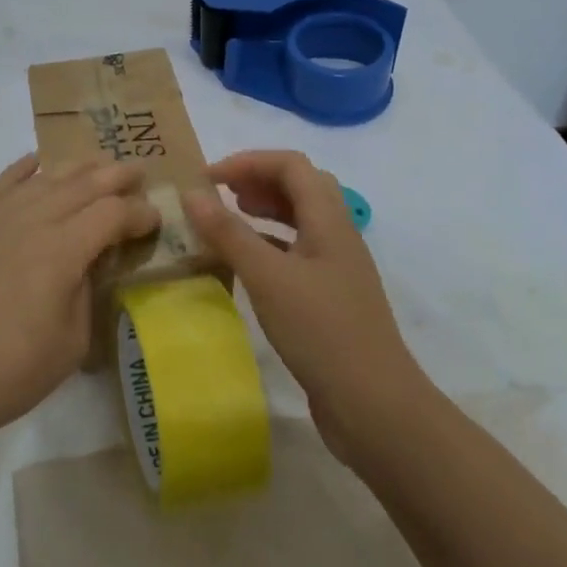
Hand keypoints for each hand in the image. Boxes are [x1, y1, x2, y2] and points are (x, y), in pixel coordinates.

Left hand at [0, 153, 159, 454]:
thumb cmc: (10, 372)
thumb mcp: (72, 342)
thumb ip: (88, 292)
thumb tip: (90, 263)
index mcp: (63, 250)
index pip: (112, 214)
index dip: (139, 213)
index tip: (155, 219)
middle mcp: (31, 221)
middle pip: (82, 184)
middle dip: (115, 175)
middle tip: (139, 171)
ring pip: (44, 179)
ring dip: (76, 168)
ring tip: (97, 163)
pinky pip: (1, 185)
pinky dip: (22, 169)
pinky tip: (35, 162)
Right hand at [182, 150, 426, 463]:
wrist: (374, 405)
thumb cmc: (321, 331)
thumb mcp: (268, 277)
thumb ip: (229, 233)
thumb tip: (192, 194)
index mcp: (329, 220)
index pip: (291, 165)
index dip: (249, 161)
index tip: (208, 178)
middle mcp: (337, 235)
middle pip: (300, 186)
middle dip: (257, 180)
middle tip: (219, 194)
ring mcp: (336, 268)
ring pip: (299, 220)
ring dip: (264, 210)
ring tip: (227, 219)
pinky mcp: (329, 297)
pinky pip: (296, 252)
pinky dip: (268, 244)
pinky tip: (244, 263)